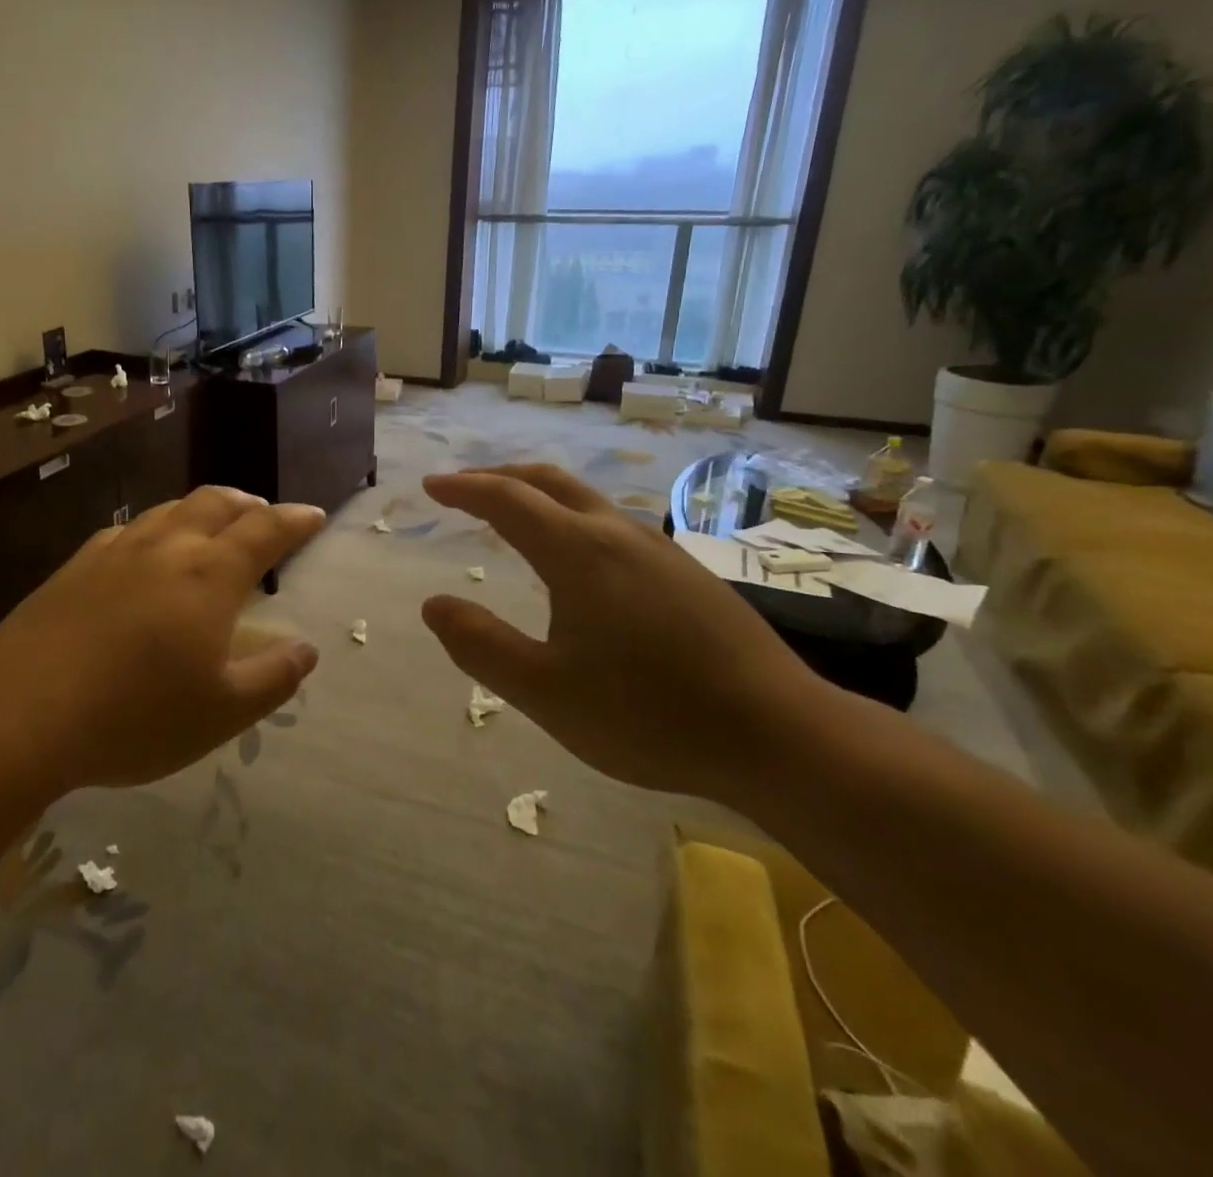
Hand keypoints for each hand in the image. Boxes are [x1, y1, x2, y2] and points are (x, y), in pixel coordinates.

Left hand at [0, 486, 325, 792]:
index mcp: (210, 576)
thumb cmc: (134, 718)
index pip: (265, 530)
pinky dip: (156, 528)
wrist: (19, 715)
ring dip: (202, 509)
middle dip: (249, 504)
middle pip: (216, 503)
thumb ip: (273, 677)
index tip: (314, 515)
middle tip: (265, 516)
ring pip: (170, 510)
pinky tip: (146, 549)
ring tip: (213, 526)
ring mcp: (115, 552)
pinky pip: (127, 530)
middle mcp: (166, 548)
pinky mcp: (75, 567)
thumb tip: (306, 649)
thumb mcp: (221, 713)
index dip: (294, 520)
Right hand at [421, 465, 832, 800]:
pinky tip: (575, 558)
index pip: (506, 500)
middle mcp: (617, 534)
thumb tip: (433, 604)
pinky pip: (611, 523)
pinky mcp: (685, 572)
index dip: (464, 488)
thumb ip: (481, 646)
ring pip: (584, 499)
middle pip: (548, 481)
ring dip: (537, 495)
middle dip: (499, 477)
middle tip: (464, 488)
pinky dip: (570, 518)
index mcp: (578, 553)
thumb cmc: (648, 714)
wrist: (780, 735)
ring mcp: (658, 549)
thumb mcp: (545, 691)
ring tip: (511, 516)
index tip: (432, 485)